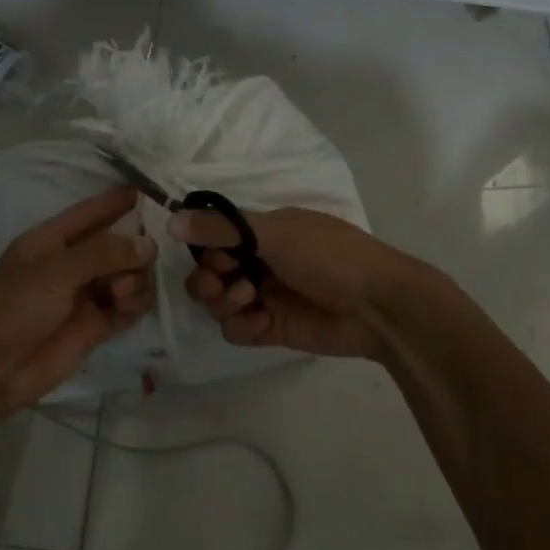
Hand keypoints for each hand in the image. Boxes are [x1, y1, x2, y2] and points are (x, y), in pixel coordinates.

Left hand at [0, 187, 154, 423]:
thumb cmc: (14, 307)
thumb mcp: (55, 270)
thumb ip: (103, 253)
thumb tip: (149, 245)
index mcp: (53, 240)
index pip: (92, 212)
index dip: (119, 201)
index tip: (154, 193)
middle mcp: (72, 263)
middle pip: (118, 245)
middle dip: (134, 248)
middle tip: (138, 262)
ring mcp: (85, 295)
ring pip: (128, 275)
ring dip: (134, 280)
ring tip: (122, 294)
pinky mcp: (95, 327)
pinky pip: (128, 306)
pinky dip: (135, 304)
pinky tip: (129, 307)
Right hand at [171, 207, 407, 359]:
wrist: (378, 306)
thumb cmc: (329, 256)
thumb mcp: (275, 233)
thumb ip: (222, 229)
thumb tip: (172, 219)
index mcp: (263, 232)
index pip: (215, 238)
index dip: (206, 249)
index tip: (216, 254)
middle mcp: (260, 261)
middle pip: (210, 272)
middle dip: (208, 278)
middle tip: (224, 282)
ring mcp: (266, 296)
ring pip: (218, 302)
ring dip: (222, 301)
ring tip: (246, 299)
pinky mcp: (272, 329)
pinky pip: (237, 329)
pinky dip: (241, 326)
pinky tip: (260, 321)